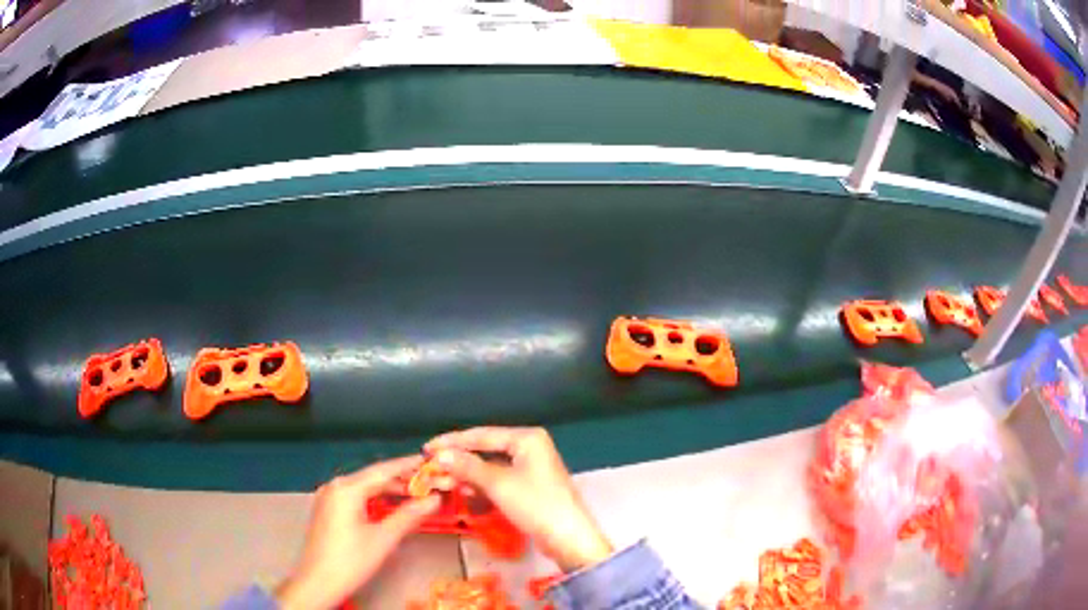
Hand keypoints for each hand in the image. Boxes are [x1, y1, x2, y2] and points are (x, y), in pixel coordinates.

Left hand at [276, 456, 439, 609]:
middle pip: (373, 477)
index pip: (383, 470)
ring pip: (365, 487)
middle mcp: (336, 487)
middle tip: (430, 481)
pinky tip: (392, 504)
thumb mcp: (383, 539)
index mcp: (346, 489)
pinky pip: (356, 496)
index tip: (430, 460)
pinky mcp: (328, 509)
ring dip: (389, 490)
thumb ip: (409, 516)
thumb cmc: (350, 561)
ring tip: (417, 492)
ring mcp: (329, 497)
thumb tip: (434, 500)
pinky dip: (376, 498)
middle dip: (401, 479)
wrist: (318, 582)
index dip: (408, 465)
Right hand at [425, 427, 612, 571]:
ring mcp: (530, 467)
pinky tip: (463, 490)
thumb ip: (468, 467)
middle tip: (430, 466)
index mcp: (527, 438)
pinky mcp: (528, 485)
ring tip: (441, 480)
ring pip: (490, 466)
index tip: (426, 448)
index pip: (482, 434)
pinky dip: (480, 484)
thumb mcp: (499, 484)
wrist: (568, 538)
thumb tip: (440, 454)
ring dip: (467, 473)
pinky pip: (498, 479)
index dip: (452, 441)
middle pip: (485, 449)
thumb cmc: (536, 505)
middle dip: (458, 460)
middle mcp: (529, 447)